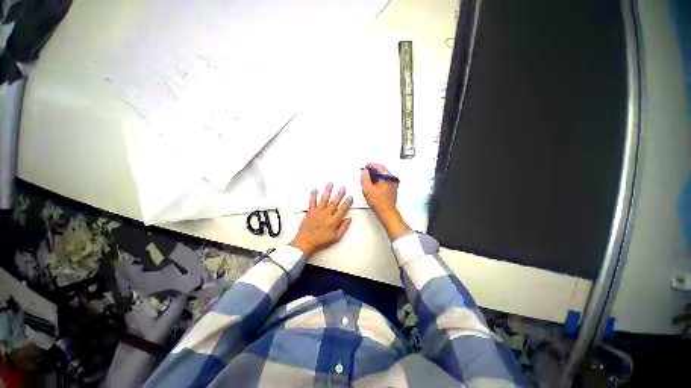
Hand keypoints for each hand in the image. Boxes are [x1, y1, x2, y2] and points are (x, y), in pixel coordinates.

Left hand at [290, 183, 352, 256]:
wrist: (306, 242)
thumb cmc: (321, 241)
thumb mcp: (336, 237)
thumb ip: (343, 227)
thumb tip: (349, 219)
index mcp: (333, 221)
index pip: (342, 209)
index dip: (347, 203)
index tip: (350, 197)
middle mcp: (326, 214)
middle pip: (334, 202)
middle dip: (339, 194)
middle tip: (343, 188)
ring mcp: (318, 212)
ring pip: (324, 199)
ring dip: (328, 191)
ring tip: (330, 184)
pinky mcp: (310, 211)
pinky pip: (312, 201)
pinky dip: (313, 195)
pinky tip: (315, 189)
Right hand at [360, 163, 398, 218]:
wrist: (386, 212)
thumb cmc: (379, 203)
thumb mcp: (367, 189)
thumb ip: (365, 178)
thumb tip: (365, 172)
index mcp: (388, 178)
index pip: (379, 166)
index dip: (370, 165)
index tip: (365, 166)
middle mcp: (392, 179)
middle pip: (381, 171)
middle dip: (372, 172)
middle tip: (365, 174)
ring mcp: (393, 184)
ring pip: (382, 176)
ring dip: (375, 177)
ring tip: (367, 181)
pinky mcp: (392, 188)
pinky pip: (384, 180)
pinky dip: (378, 181)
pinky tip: (372, 185)